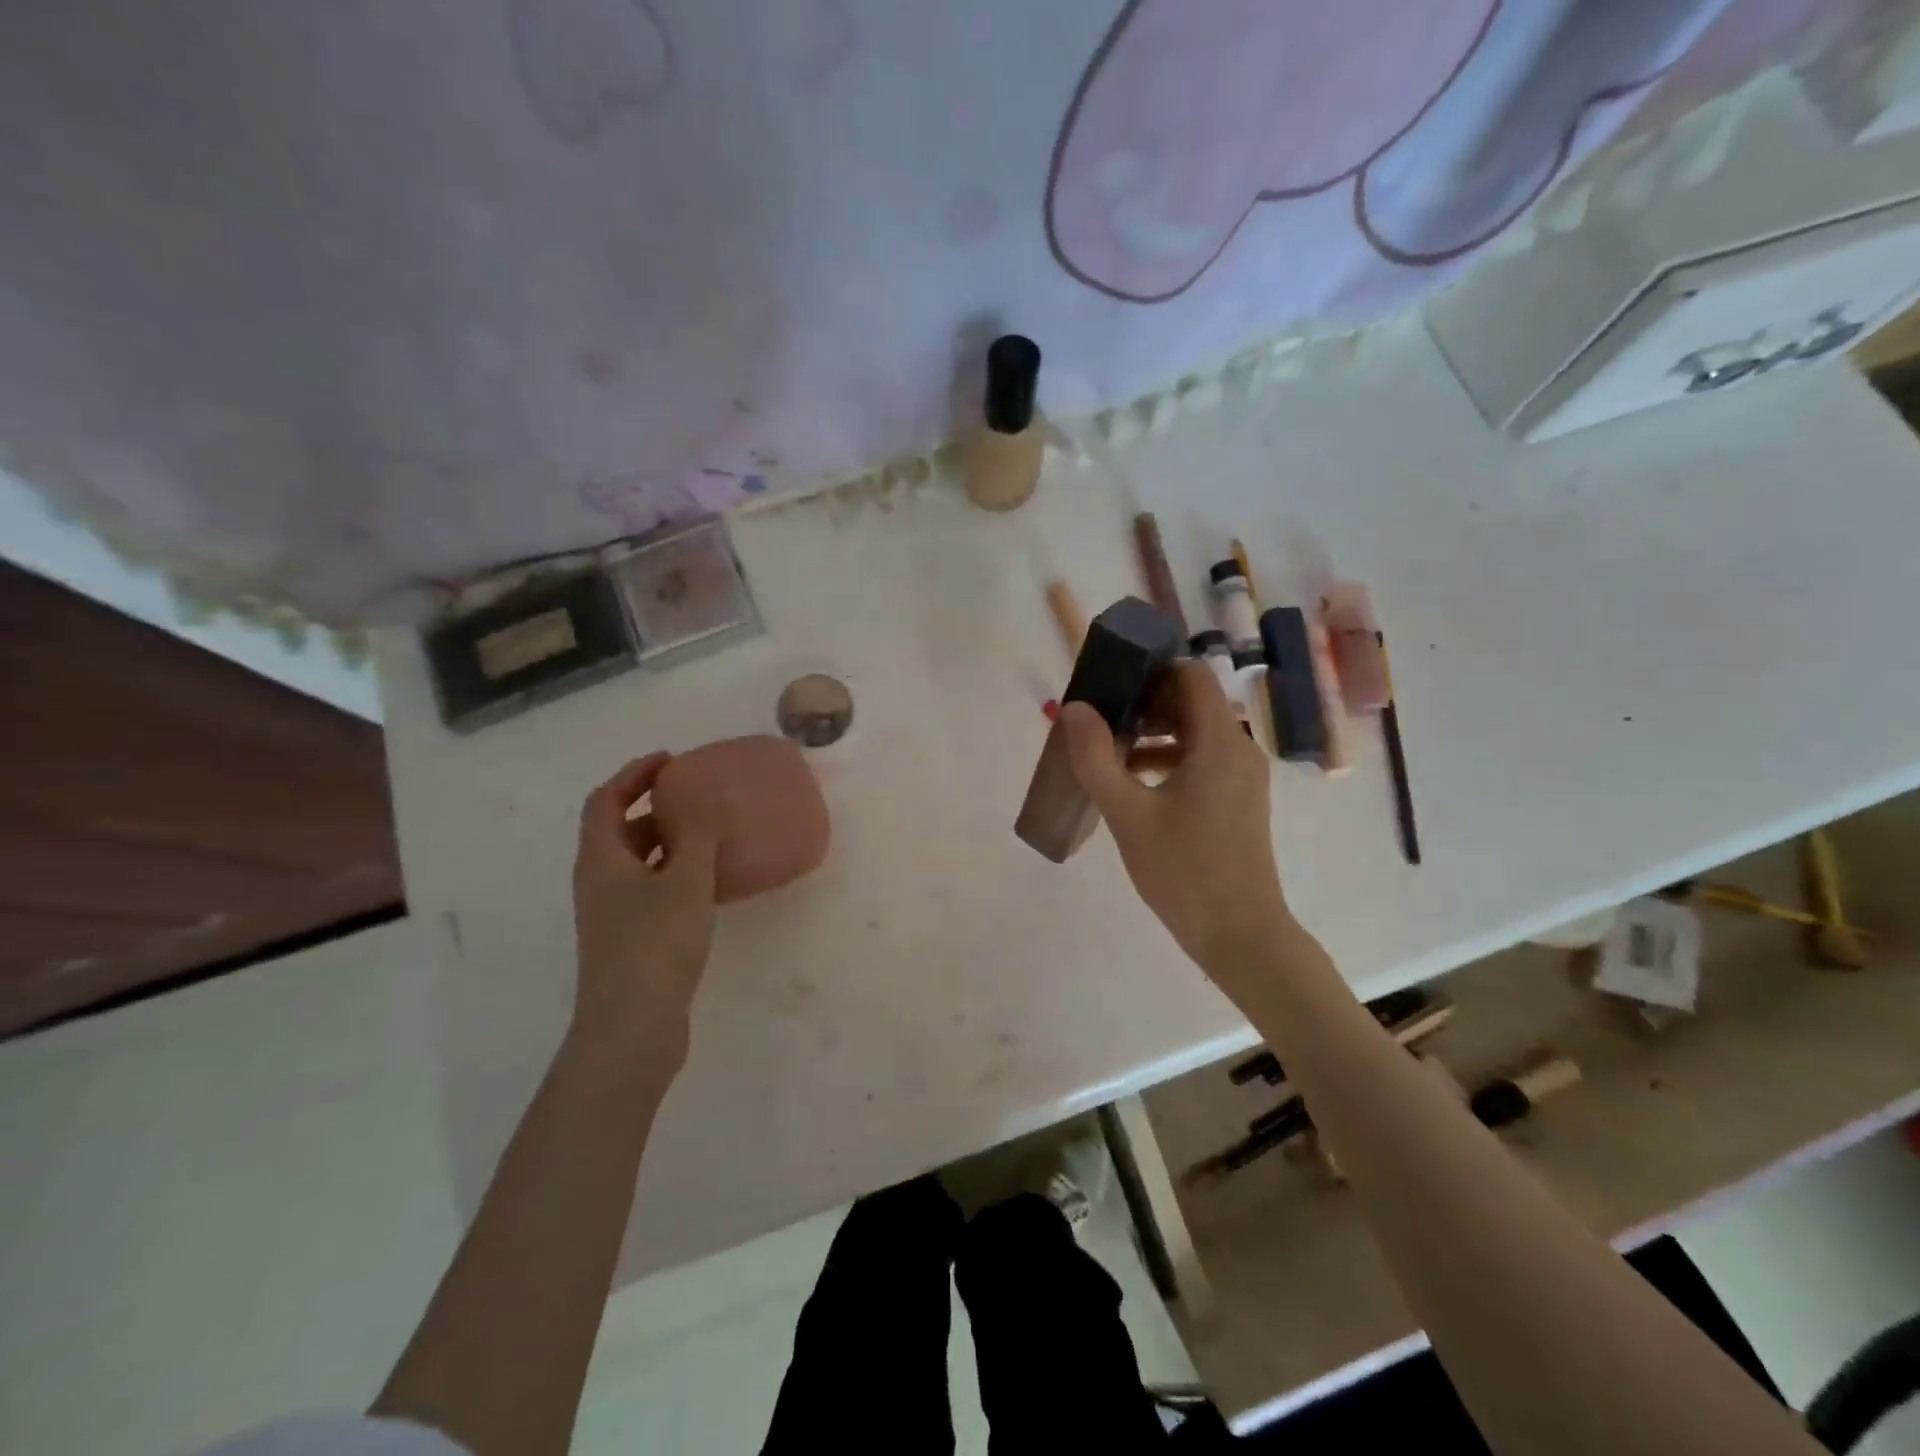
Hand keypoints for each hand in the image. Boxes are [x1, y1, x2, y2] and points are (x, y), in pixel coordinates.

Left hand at [570, 753, 721, 1080]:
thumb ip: (698, 834)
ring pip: (639, 863)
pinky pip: (653, 890)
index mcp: (601, 860)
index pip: (606, 800)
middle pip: (620, 830)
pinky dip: (677, 874)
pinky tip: (710, 884)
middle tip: (697, 796)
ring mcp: (613, 915)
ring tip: (710, 835)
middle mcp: (599, 883)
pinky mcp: (631, 941)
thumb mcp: (685, 881)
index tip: (672, 761)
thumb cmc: (654, 945)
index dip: (634, 774)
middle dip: (655, 806)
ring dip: (669, 842)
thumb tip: (704, 794)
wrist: (632, 1029)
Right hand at [1061, 661, 1289, 977]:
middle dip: (1144, 704)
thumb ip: (1096, 757)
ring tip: (1110, 755)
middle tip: (1101, 722)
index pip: (1190, 675)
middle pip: (1191, 701)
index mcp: (1219, 741)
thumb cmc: (1184, 870)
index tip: (1110, 687)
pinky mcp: (1238, 800)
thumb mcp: (1127, 813)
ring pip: (1195, 732)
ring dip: (1153, 733)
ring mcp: (1242, 776)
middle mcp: (1238, 749)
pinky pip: (1202, 760)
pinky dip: (1168, 759)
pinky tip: (1134, 785)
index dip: (1149, 671)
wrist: (1240, 935)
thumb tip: (1075, 708)